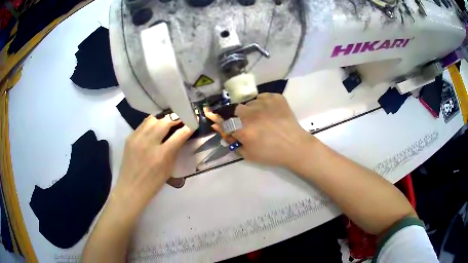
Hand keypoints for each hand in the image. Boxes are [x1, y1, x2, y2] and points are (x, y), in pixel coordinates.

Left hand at [113, 115, 192, 210]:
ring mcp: (137, 138)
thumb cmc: (153, 182)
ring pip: (153, 119)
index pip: (180, 134)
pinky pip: (143, 124)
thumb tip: (181, 135)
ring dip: (162, 120)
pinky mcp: (129, 138)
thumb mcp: (169, 168)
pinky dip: (151, 125)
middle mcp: (149, 143)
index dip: (189, 127)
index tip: (193, 123)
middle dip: (175, 119)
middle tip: (180, 120)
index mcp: (162, 155)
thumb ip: (175, 150)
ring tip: (165, 125)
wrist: (131, 187)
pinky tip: (153, 131)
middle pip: (165, 121)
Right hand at [206, 93, 314, 167]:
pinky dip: (263, 104)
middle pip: (235, 109)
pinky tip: (270, 113)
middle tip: (247, 124)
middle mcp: (251, 114)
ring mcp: (265, 103)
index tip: (214, 116)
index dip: (218, 118)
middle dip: (237, 117)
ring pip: (250, 103)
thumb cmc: (271, 154)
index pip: (223, 120)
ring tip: (262, 119)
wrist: (295, 147)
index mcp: (243, 130)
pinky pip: (263, 97)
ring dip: (251, 111)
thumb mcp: (248, 154)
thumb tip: (220, 129)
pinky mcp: (276, 98)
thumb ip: (232, 142)